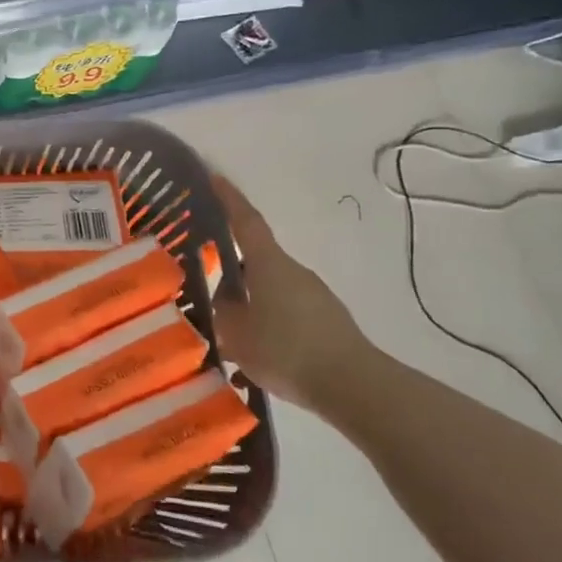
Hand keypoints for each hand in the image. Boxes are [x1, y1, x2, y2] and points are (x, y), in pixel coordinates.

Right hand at [209, 174, 377, 412]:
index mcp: (269, 265)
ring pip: (270, 290)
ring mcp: (314, 296)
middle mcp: (294, 271)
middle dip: (232, 270)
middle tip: (206, 283)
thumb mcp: (237, 334)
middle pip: (256, 261)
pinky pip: (286, 313)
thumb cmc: (288, 351)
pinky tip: (255, 356)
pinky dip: (268, 325)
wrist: (355, 386)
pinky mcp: (326, 321)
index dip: (229, 199)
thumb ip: (224, 312)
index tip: (214, 176)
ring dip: (250, 304)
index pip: (246, 222)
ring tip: (228, 334)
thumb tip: (224, 298)